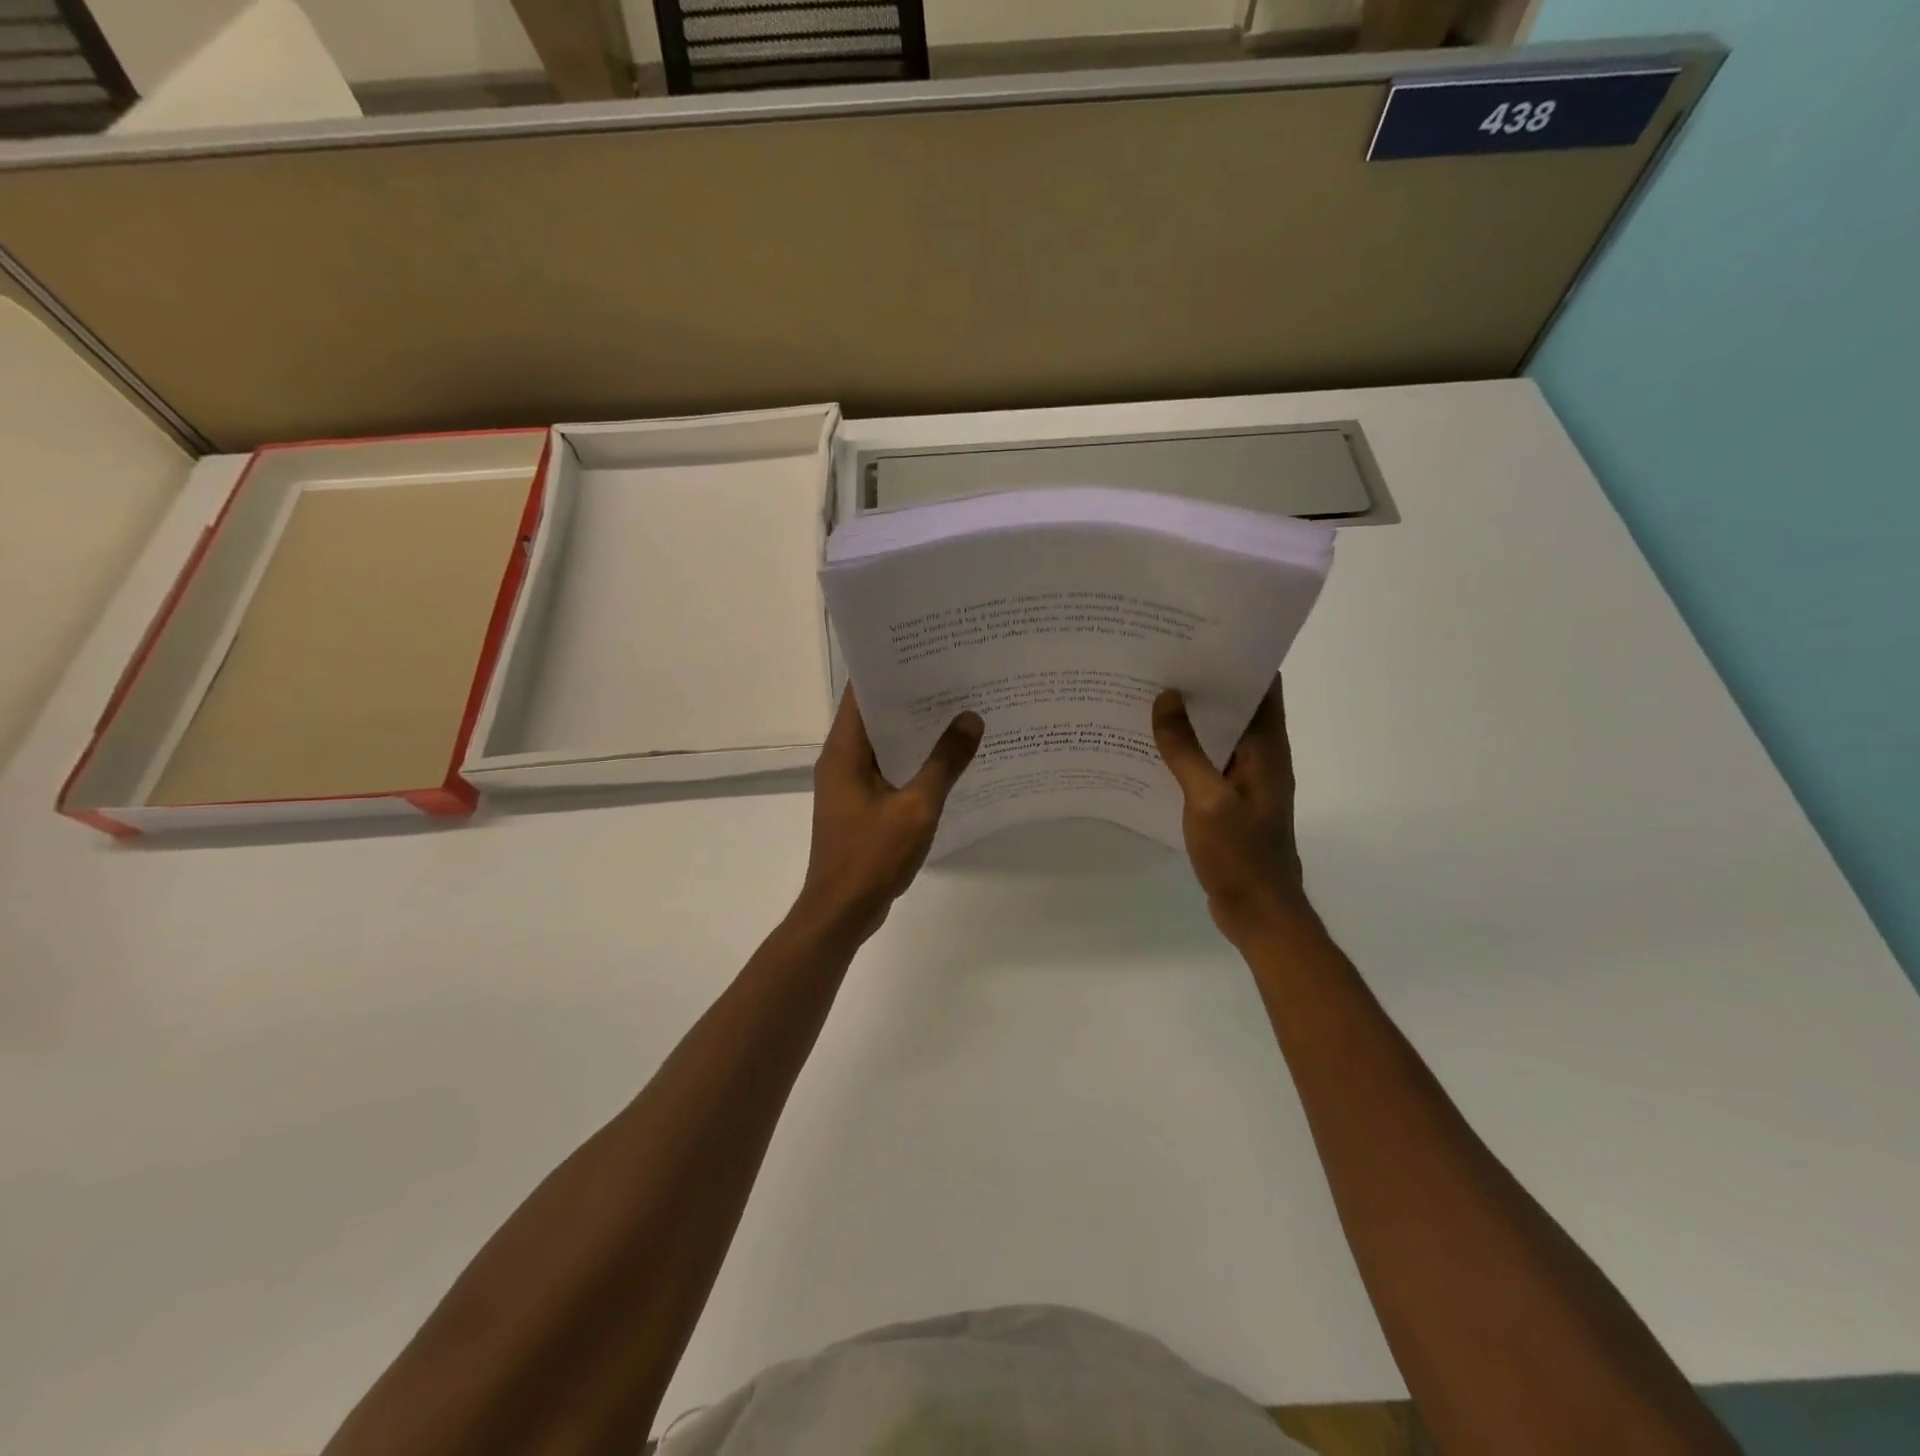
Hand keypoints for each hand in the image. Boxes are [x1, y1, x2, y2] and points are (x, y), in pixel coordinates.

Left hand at [797, 689, 983, 942]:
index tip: (926, 651)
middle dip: (910, 696)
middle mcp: (841, 759)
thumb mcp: (917, 807)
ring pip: (883, 743)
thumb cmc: (872, 856)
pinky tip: (946, 758)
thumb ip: (945, 763)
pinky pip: (887, 769)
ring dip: (913, 730)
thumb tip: (971, 718)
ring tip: (957, 709)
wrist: (842, 911)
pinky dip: (911, 760)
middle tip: (954, 676)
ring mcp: (849, 783)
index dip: (890, 668)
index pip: (860, 692)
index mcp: (844, 751)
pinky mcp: (860, 804)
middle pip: (874, 714)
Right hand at [1152, 677, 1313, 942]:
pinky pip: (1208, 762)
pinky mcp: (1230, 801)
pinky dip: (1186, 749)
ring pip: (1220, 734)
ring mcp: (1246, 780)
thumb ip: (1185, 749)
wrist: (1259, 912)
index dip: (1239, 656)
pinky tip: (1152, 745)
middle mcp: (1261, 756)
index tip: (1201, 633)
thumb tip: (1167, 697)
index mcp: (1267, 748)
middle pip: (1239, 705)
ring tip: (1151, 692)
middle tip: (1163, 657)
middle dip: (1207, 681)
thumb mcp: (1207, 799)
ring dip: (1194, 716)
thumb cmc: (1241, 854)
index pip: (1264, 685)